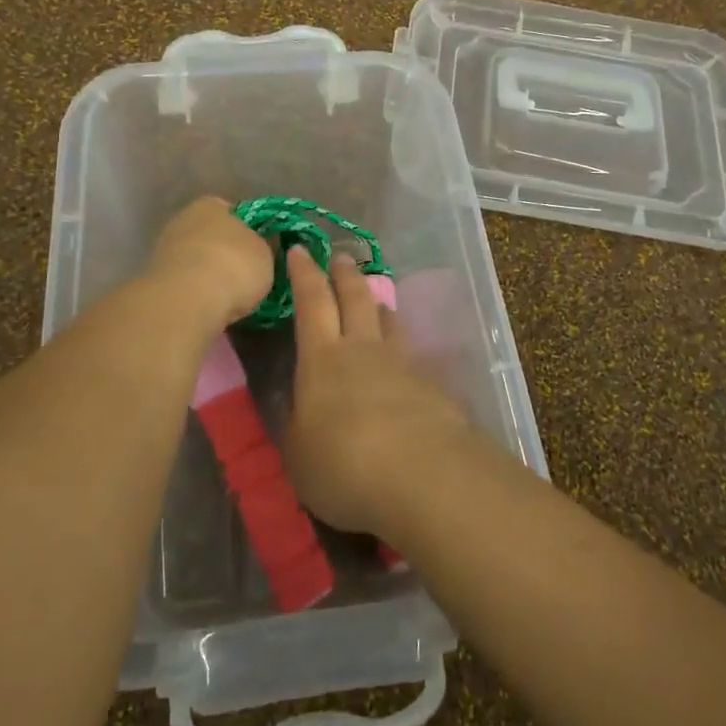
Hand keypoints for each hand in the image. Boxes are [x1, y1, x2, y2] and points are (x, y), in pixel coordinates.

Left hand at [146, 198, 274, 328]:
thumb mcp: (266, 254)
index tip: (259, 251)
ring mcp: (164, 250)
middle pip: (212, 237)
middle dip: (226, 254)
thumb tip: (261, 246)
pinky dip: (196, 293)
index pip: (233, 212)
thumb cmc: (234, 265)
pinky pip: (185, 283)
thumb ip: (263, 246)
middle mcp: (183, 220)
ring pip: (196, 261)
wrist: (187, 300)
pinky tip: (210, 307)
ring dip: (209, 275)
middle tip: (245, 276)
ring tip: (230, 298)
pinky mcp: (155, 280)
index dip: (249, 231)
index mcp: (211, 204)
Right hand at [282, 249, 474, 536]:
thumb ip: (294, 422)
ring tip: (373, 300)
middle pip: (354, 297)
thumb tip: (294, 400)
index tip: (299, 249)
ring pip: (388, 319)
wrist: (422, 475)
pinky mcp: (431, 384)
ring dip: (377, 304)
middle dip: (344, 274)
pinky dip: (402, 346)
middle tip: (339, 257)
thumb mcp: (298, 452)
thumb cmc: (344, 465)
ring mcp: (401, 362)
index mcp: (322, 358)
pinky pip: (412, 352)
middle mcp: (362, 348)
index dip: (304, 273)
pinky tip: (403, 359)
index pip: (311, 302)